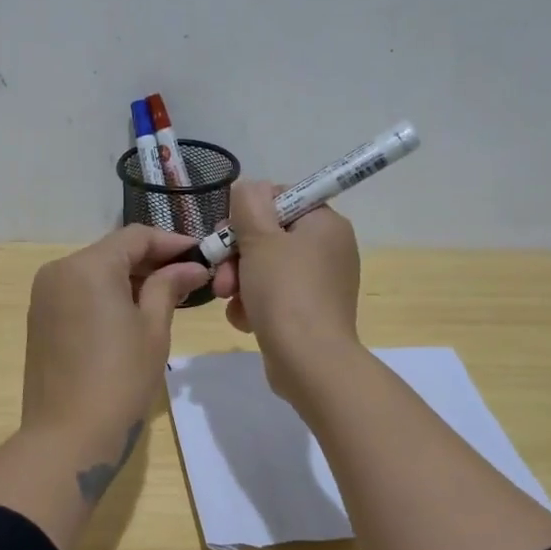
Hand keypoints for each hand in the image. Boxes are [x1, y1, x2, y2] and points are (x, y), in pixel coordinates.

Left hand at [21, 225, 210, 446]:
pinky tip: (132, 313)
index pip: (135, 236)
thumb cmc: (120, 380)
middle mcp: (59, 270)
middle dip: (151, 261)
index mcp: (88, 265)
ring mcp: (44, 295)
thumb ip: (168, 287)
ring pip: (95, 271)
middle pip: (112, 251)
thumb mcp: (153, 329)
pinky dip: (106, 294)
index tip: (202, 255)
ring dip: (129, 277)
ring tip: (167, 296)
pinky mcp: (40, 318)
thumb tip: (190, 266)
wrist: (66, 437)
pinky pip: (79, 292)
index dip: (172, 242)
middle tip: (189, 278)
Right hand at [212, 180, 361, 393]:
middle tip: (221, 273)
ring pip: (266, 268)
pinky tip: (244, 319)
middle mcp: (329, 249)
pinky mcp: (310, 312)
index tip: (227, 233)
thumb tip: (249, 187)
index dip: (248, 213)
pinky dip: (254, 304)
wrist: (309, 361)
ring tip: (228, 300)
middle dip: (237, 255)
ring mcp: (321, 283)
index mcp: (325, 224)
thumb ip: (249, 203)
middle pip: (269, 236)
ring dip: (239, 281)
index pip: (281, 198)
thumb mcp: (259, 238)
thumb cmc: (285, 291)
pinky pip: (274, 296)